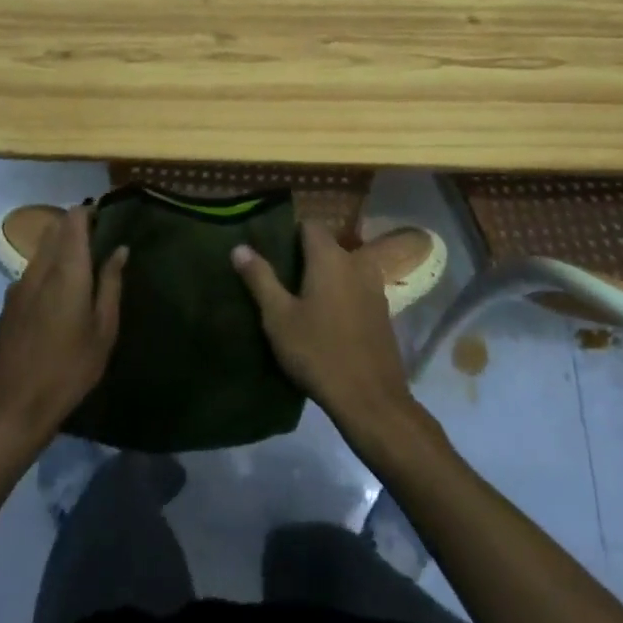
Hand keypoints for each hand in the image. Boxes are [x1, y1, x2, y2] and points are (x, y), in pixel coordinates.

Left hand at [0, 205, 126, 458]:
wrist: (11, 409)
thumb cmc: (68, 371)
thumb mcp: (103, 331)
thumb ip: (111, 285)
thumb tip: (119, 250)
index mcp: (66, 271)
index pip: (73, 220)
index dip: (89, 213)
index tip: (106, 219)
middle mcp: (39, 270)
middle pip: (54, 230)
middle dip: (74, 227)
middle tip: (98, 241)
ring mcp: (17, 287)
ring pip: (40, 251)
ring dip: (59, 249)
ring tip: (81, 269)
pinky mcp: (6, 306)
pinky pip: (29, 274)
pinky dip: (46, 271)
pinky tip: (56, 299)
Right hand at [231, 222, 418, 443]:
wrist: (370, 398)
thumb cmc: (318, 352)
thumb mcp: (279, 317)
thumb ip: (260, 278)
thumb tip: (240, 247)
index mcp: (329, 257)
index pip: (309, 225)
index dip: (289, 232)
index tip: (271, 248)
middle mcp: (356, 262)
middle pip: (327, 246)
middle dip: (305, 255)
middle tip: (280, 276)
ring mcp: (374, 286)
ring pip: (343, 267)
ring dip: (325, 275)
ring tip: (301, 296)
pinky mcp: (382, 310)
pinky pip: (356, 288)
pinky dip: (341, 292)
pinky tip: (326, 317)